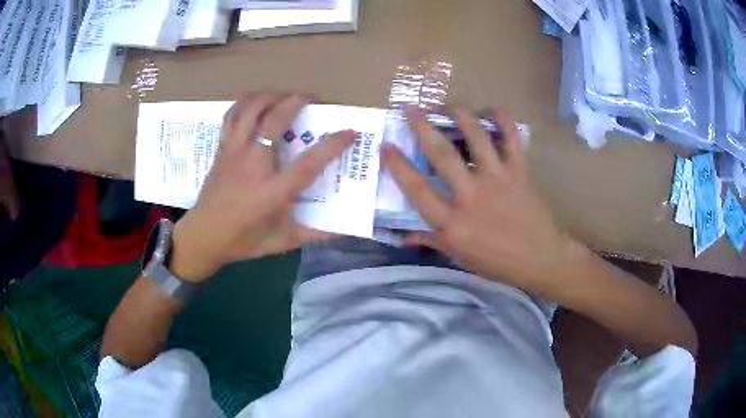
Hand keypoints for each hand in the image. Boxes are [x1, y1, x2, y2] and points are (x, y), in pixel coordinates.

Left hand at [171, 93, 353, 282]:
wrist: (203, 236)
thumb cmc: (243, 240)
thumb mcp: (282, 241)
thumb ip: (313, 234)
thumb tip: (342, 230)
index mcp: (272, 190)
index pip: (309, 162)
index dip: (333, 144)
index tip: (350, 132)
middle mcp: (253, 163)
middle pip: (276, 118)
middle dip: (299, 101)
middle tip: (314, 100)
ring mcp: (234, 151)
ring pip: (250, 108)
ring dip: (271, 95)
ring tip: (285, 96)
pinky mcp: (222, 148)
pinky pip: (231, 116)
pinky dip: (244, 103)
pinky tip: (255, 103)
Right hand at [381, 107, 578, 295]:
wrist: (539, 258)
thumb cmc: (497, 262)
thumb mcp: (460, 257)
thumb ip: (431, 242)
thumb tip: (404, 237)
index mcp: (452, 223)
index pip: (417, 190)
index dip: (397, 166)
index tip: (385, 146)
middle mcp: (471, 196)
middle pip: (442, 154)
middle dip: (421, 127)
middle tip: (409, 108)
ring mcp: (497, 179)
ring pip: (476, 137)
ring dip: (459, 114)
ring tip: (448, 104)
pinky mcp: (519, 171)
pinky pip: (511, 137)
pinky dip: (502, 119)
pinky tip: (490, 111)